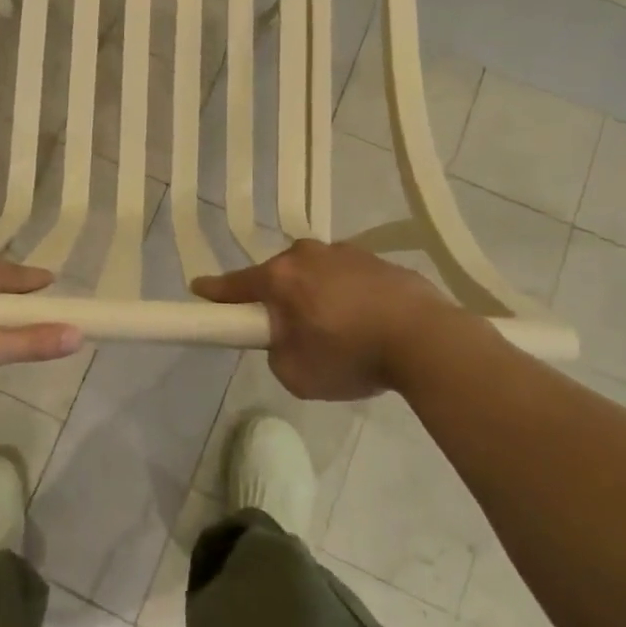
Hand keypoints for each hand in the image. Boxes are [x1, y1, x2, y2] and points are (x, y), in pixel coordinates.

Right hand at [192, 240, 456, 400]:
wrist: (427, 340)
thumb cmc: (352, 356)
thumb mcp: (296, 374)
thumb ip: (277, 352)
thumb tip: (287, 337)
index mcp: (281, 278)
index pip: (235, 285)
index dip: (214, 292)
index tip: (198, 289)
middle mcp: (307, 255)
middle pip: (279, 276)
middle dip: (279, 299)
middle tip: (292, 332)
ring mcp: (346, 252)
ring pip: (316, 274)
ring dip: (316, 296)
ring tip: (339, 332)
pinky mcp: (379, 260)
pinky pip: (349, 278)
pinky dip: (348, 296)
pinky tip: (367, 323)